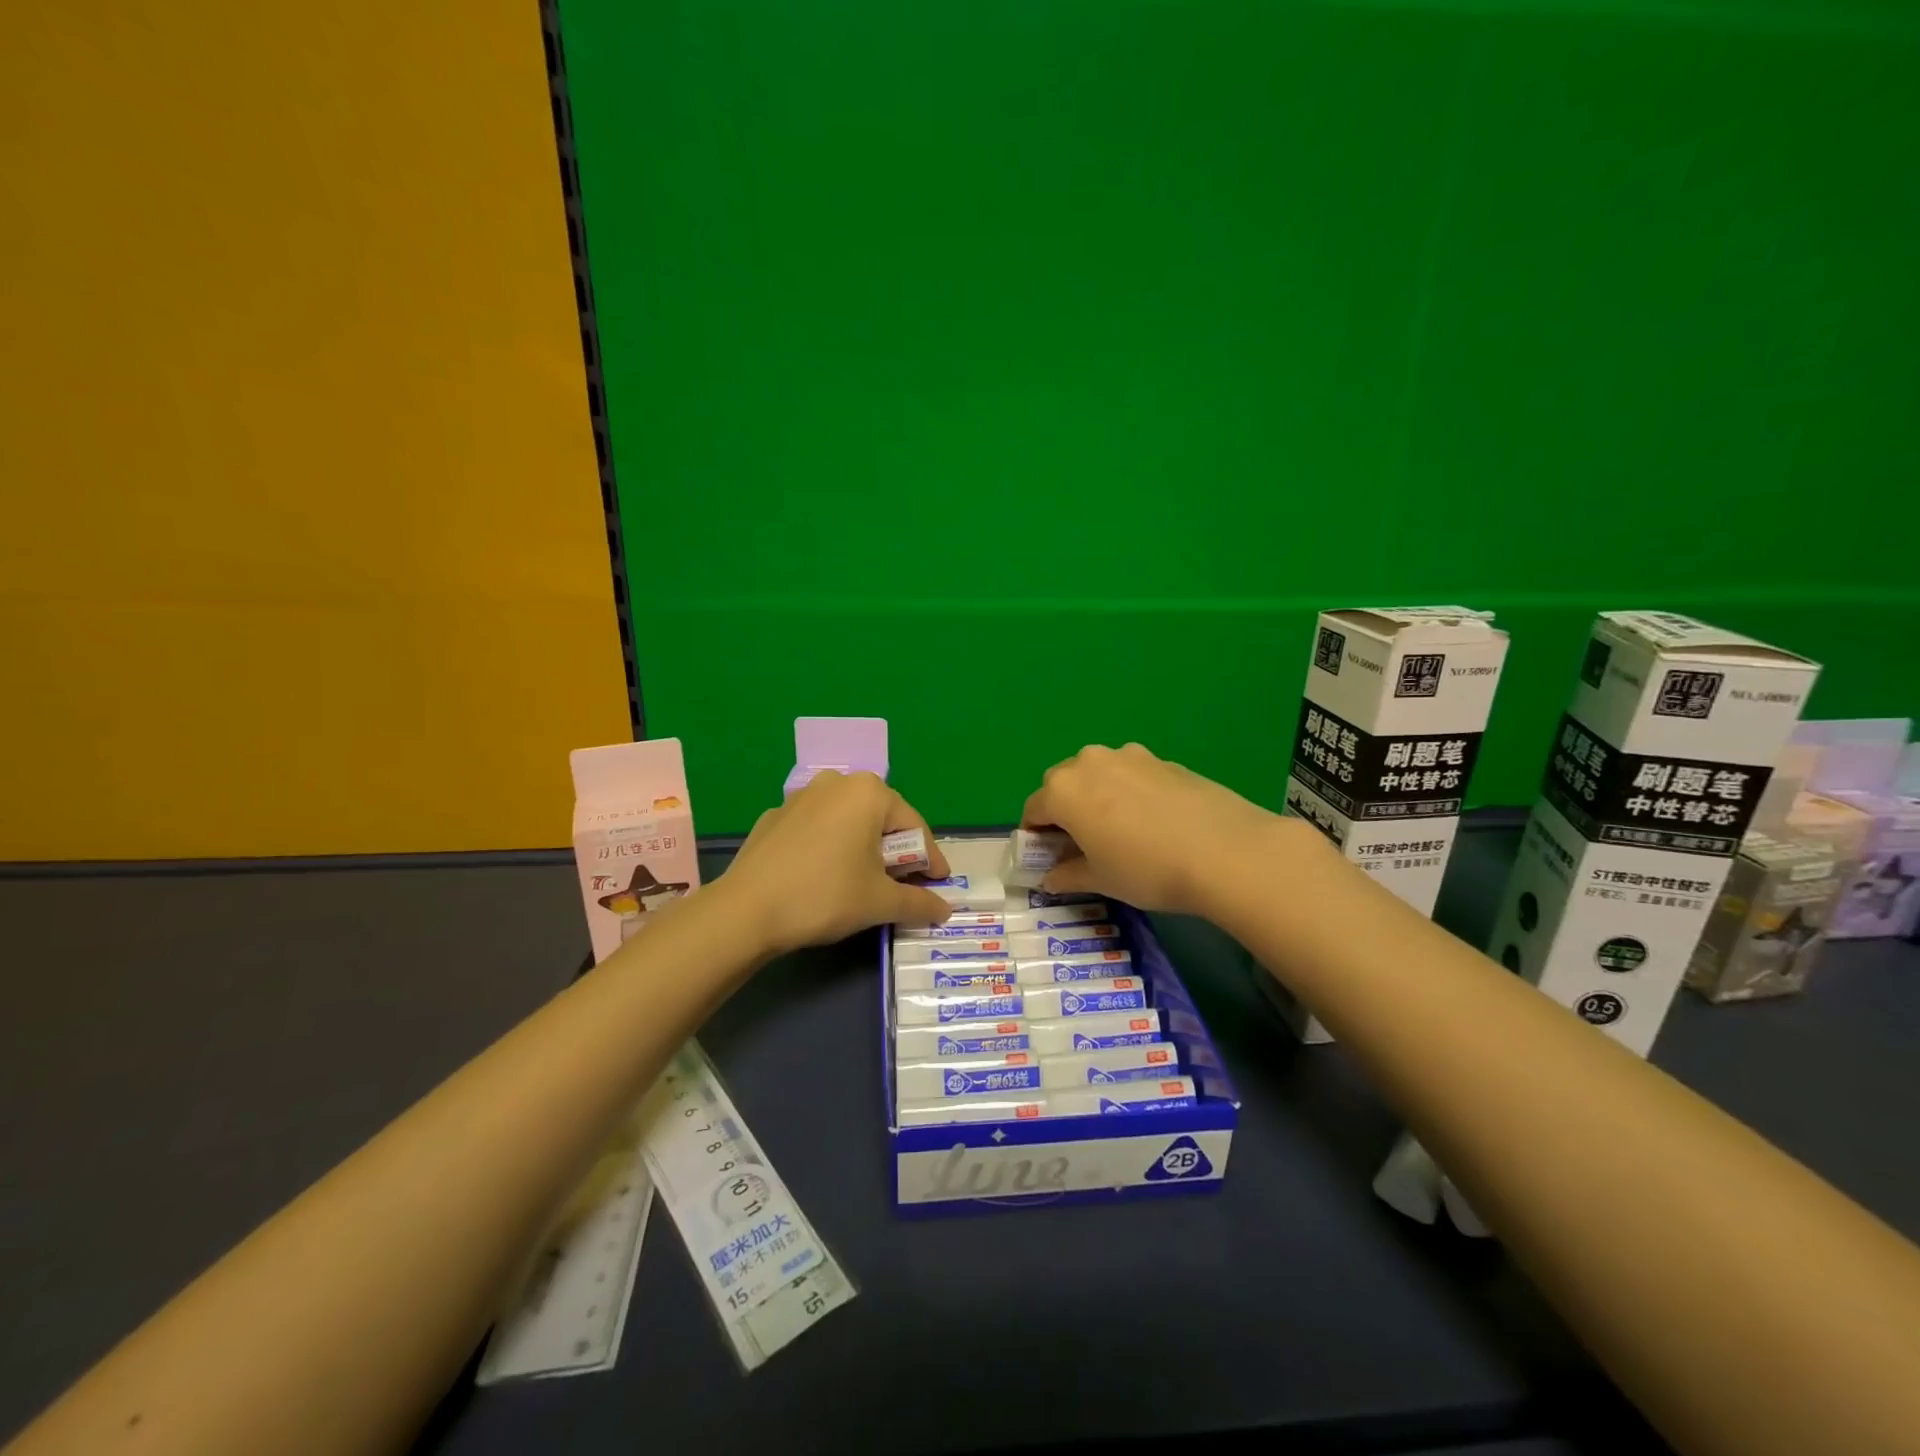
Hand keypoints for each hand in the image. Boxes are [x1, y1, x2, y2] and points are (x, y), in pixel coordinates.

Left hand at [721, 771, 952, 955]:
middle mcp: (837, 783)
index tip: (939, 885)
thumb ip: (919, 902)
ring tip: (866, 882)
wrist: (746, 910)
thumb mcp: (880, 902)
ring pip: (848, 822)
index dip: (931, 860)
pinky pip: (819, 829)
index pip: (914, 827)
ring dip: (864, 848)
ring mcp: (801, 797)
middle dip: (897, 853)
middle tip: (904, 886)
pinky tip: (826, 877)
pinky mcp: (775, 817)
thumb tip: (945, 910)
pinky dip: (832, 848)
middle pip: (882, 820)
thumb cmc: (826, 895)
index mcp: (869, 792)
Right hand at [1021, 743, 1298, 916]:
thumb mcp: (1100, 880)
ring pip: (1098, 774)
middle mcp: (1089, 762)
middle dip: (1065, 811)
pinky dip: (1130, 792)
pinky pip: (1131, 774)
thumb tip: (1050, 878)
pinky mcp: (1162, 759)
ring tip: (1122, 830)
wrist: (1224, 850)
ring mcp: (1128, 756)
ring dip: (1097, 796)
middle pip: (1063, 785)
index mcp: (1063, 790)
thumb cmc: (1146, 869)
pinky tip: (1154, 822)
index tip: (1048, 857)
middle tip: (1084, 844)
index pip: (1033, 810)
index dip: (1036, 836)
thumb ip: (1067, 875)